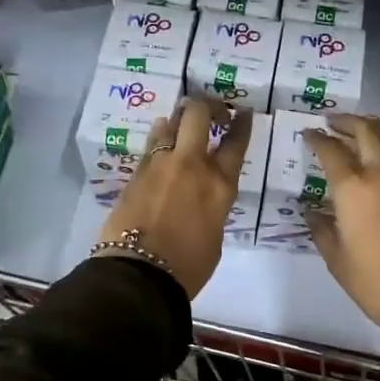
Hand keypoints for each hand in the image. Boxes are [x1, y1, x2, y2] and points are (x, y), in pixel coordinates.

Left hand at [95, 98, 252, 296]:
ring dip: (179, 119)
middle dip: (206, 106)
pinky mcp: (136, 173)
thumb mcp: (214, 233)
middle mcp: (191, 165)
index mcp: (219, 185)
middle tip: (211, 111)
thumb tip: (203, 196)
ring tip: (181, 122)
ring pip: (170, 124)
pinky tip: (161, 137)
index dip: (241, 123)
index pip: (235, 143)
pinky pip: (151, 145)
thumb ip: (213, 205)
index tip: (243, 112)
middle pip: (198, 116)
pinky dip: (159, 137)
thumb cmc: (188, 266)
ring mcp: (160, 165)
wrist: (140, 274)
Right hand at [304, 114, 379, 329]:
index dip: (317, 138)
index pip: (331, 150)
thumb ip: (322, 230)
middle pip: (369, 132)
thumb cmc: (375, 282)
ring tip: (364, 143)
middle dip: (348, 122)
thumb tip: (313, 212)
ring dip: (376, 139)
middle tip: (335, 123)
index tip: (309, 134)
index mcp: (354, 189)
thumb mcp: (337, 260)